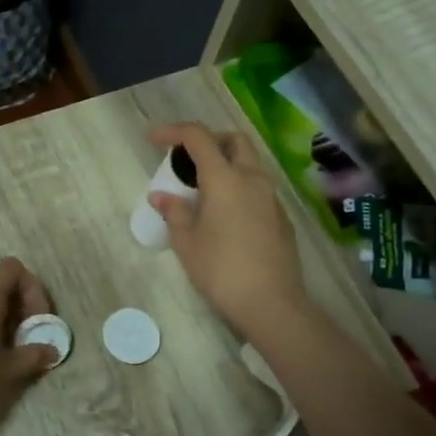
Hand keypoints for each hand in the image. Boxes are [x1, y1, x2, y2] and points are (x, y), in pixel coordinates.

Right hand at [147, 123, 307, 339]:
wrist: (272, 304)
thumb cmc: (221, 271)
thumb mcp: (187, 243)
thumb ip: (174, 212)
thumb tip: (161, 196)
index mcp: (225, 179)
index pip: (199, 137)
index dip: (174, 131)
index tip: (154, 138)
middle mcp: (253, 179)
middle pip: (233, 141)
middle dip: (209, 140)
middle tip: (186, 159)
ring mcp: (271, 198)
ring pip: (249, 164)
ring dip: (225, 164)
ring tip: (201, 189)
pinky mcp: (281, 218)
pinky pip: (257, 189)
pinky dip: (238, 187)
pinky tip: (224, 215)